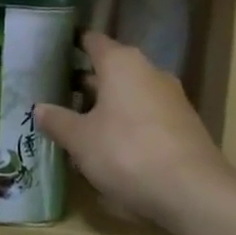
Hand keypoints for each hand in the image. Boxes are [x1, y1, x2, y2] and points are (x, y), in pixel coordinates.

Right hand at [34, 32, 228, 228]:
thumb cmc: (128, 153)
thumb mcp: (81, 140)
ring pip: (130, 94)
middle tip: (58, 95)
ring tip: (81, 125)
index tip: (52, 52)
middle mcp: (148, 71)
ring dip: (108, 106)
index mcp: (120, 62)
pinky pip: (147, 116)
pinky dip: (129, 125)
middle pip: (111, 68)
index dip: (71, 44)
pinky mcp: (185, 126)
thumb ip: (58, 121)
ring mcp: (171, 98)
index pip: (91, 40)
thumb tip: (39, 108)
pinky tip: (113, 149)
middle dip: (86, 83)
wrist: (196, 194)